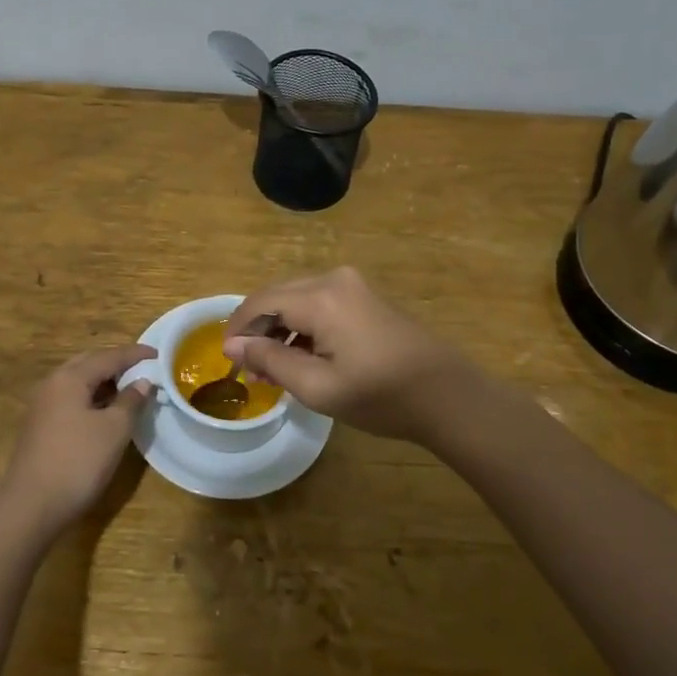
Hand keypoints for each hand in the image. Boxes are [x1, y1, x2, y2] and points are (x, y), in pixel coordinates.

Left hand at [0, 344, 154, 538]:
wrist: (32, 506)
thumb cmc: (78, 462)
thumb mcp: (114, 430)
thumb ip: (131, 401)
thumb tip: (142, 382)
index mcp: (69, 378)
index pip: (108, 356)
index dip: (135, 354)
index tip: (159, 354)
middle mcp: (52, 384)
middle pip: (89, 363)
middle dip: (116, 363)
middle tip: (142, 368)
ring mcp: (42, 405)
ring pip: (78, 381)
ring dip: (103, 381)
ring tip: (129, 388)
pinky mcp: (40, 425)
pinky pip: (70, 398)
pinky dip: (91, 397)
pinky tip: (105, 411)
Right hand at [223, 268, 481, 444]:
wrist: (448, 395)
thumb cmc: (380, 396)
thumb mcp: (318, 387)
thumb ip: (271, 361)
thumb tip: (233, 345)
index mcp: (321, 298)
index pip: (261, 302)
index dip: (238, 328)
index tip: (229, 359)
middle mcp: (333, 279)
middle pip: (277, 294)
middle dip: (257, 327)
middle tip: (249, 367)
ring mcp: (353, 285)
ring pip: (297, 297)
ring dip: (279, 326)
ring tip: (273, 367)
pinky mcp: (365, 296)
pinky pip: (319, 302)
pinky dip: (302, 324)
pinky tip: (302, 355)